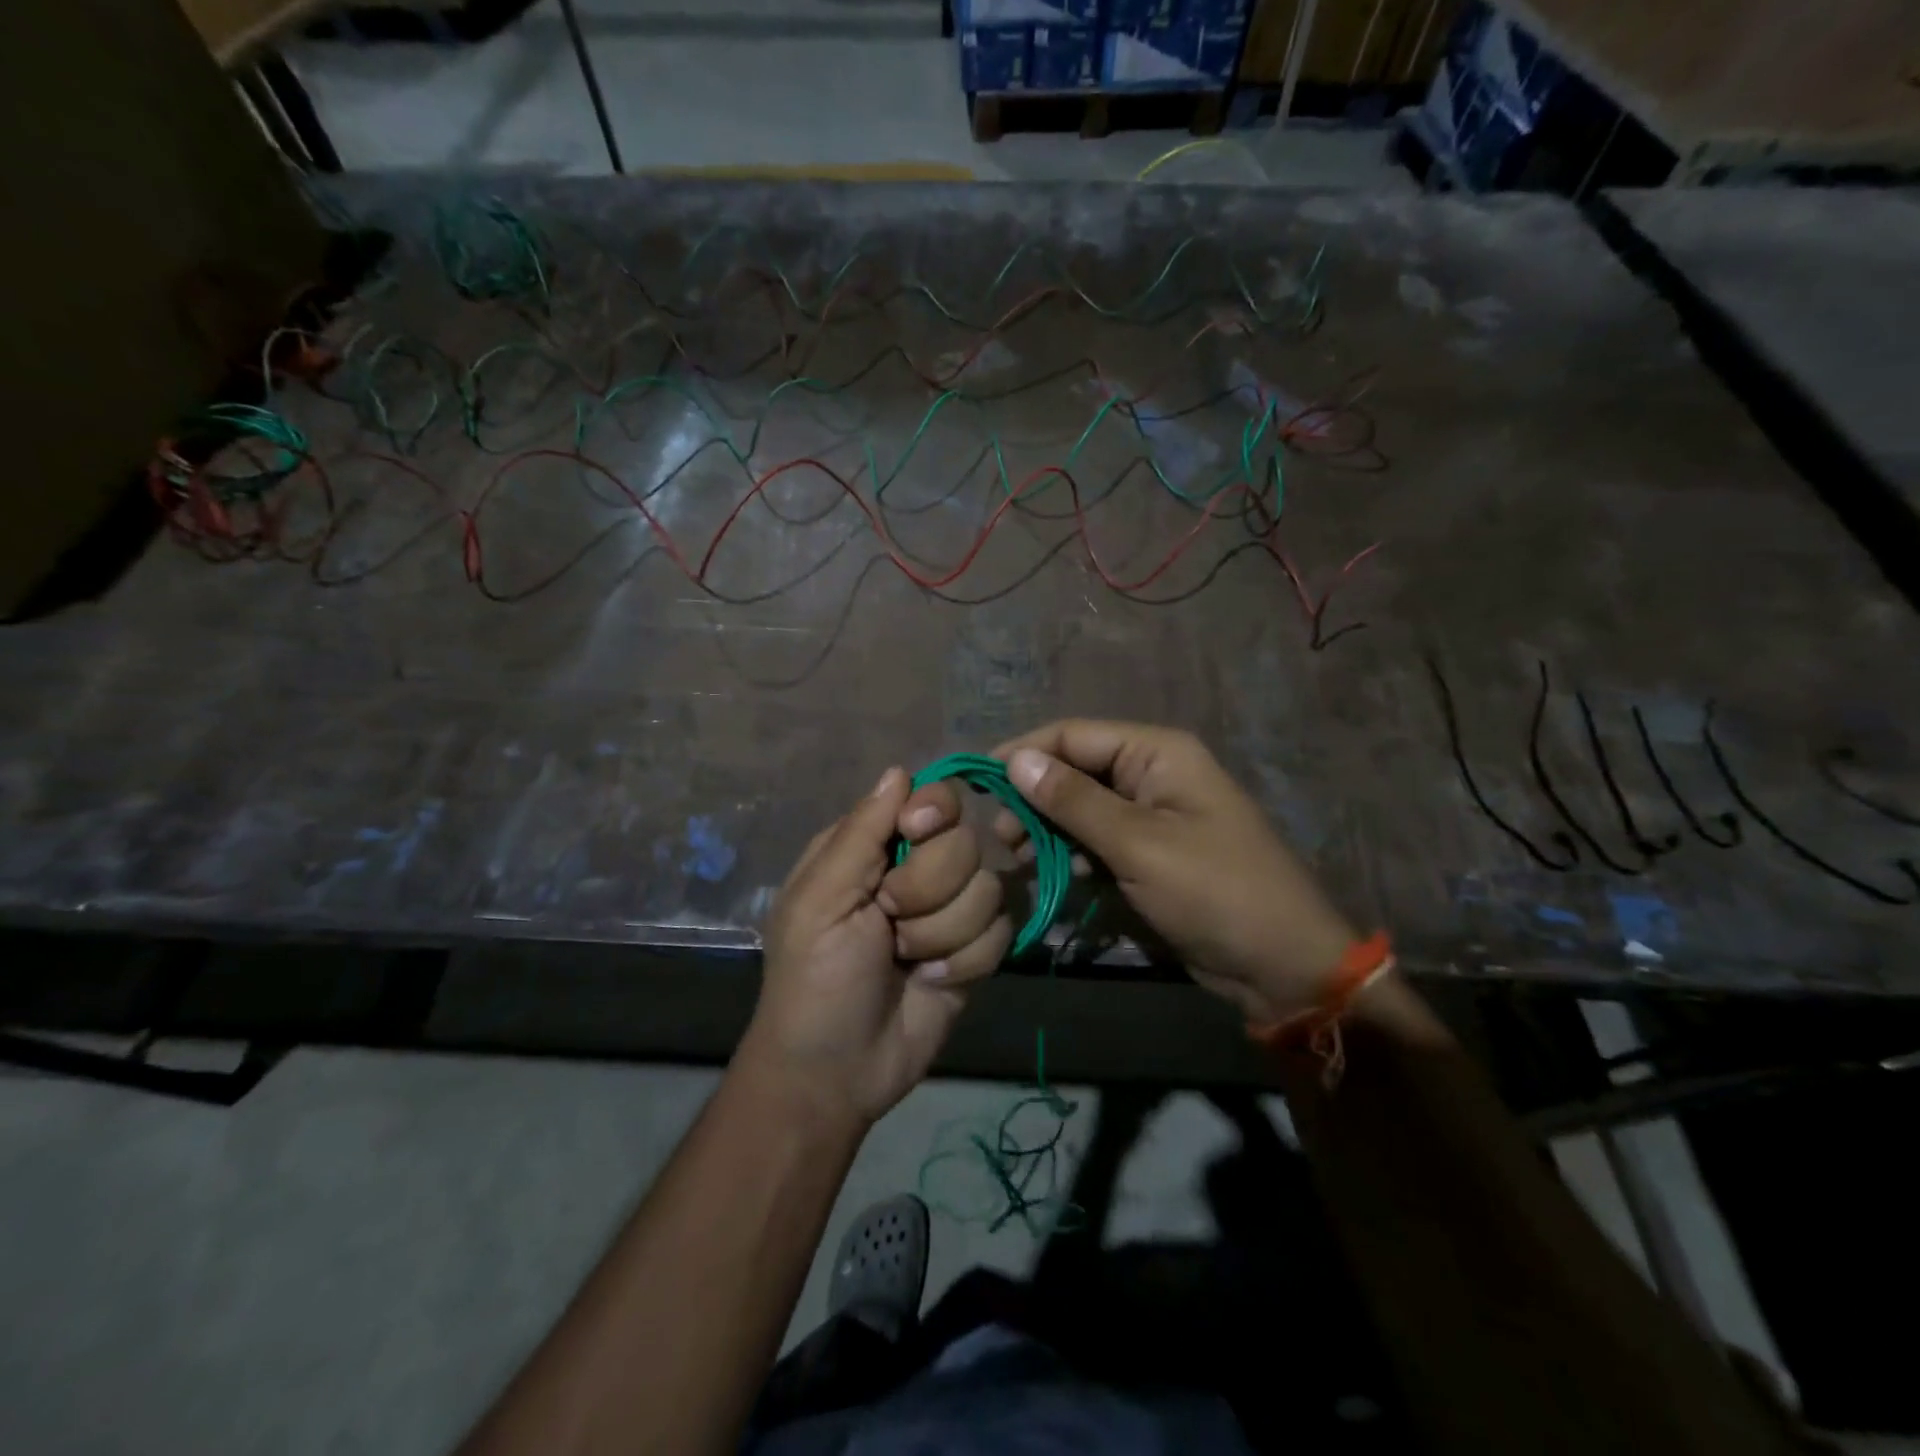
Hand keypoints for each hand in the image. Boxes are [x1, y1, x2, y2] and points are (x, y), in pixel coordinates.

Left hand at [743, 767, 1012, 1125]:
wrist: (837, 1071)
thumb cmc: (813, 978)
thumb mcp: (820, 899)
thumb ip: (861, 832)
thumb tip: (899, 770)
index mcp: (874, 846)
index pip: (932, 798)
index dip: (934, 812)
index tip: (914, 835)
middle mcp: (918, 869)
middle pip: (966, 842)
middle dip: (928, 889)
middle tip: (889, 922)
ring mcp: (951, 910)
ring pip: (989, 889)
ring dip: (943, 933)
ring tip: (906, 960)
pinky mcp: (976, 950)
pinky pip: (1002, 932)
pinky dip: (965, 961)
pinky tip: (931, 981)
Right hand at [994, 721, 1355, 1024]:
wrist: (1281, 965)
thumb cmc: (1214, 892)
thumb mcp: (1138, 844)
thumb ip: (1074, 801)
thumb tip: (1015, 760)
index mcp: (1157, 753)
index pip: (1073, 735)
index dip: (1023, 754)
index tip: (979, 786)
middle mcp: (1152, 772)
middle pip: (1075, 769)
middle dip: (1034, 797)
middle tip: (1001, 837)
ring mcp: (1152, 814)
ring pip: (1082, 807)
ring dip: (1049, 828)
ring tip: (1019, 858)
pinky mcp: (1150, 851)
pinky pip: (1098, 839)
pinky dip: (1072, 852)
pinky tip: (1053, 874)